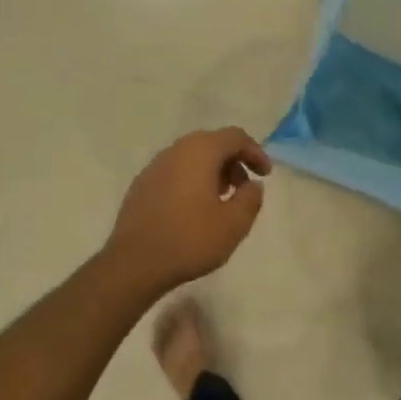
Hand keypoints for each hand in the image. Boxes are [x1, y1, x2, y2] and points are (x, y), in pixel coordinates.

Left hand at [105, 128, 271, 294]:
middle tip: (243, 188)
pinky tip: (194, 210)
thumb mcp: (234, 223)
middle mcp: (175, 151)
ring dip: (212, 172)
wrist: (135, 263)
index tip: (265, 175)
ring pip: (191, 157)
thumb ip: (250, 198)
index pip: (234, 136)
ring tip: (221, 201)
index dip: (255, 152)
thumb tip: (252, 185)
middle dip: (233, 161)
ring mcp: (154, 167)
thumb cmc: (190, 239)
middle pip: (212, 143)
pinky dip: (191, 181)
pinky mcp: (141, 185)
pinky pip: (174, 172)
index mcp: (200, 152)